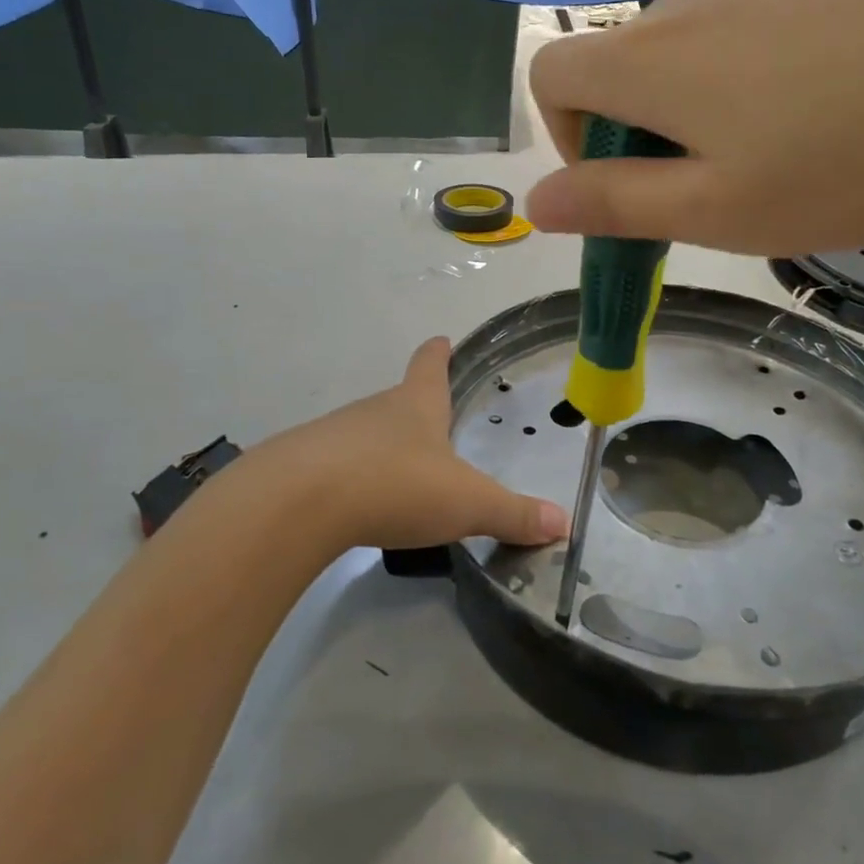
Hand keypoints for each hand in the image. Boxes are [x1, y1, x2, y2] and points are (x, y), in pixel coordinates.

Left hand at [259, 338, 569, 552]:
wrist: (299, 503)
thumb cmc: (396, 485)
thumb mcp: (467, 503)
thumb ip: (513, 514)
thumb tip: (564, 523)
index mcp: (416, 405)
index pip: (430, 365)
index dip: (438, 353)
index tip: (440, 340)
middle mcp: (375, 410)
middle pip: (398, 400)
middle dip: (414, 410)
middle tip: (432, 429)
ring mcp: (334, 435)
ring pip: (365, 434)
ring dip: (381, 448)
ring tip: (398, 476)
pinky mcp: (303, 467)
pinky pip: (335, 466)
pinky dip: (350, 480)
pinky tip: (356, 506)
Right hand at [524, 0, 863, 254]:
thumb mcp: (724, 210)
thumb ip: (616, 204)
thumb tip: (535, 200)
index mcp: (652, 55)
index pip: (552, 73)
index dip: (568, 135)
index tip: (631, 180)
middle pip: (637, 60)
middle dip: (661, 127)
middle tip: (745, 183)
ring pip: (712, 35)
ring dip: (728, 94)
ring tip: (821, 139)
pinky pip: (780, 3)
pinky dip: (788, 54)